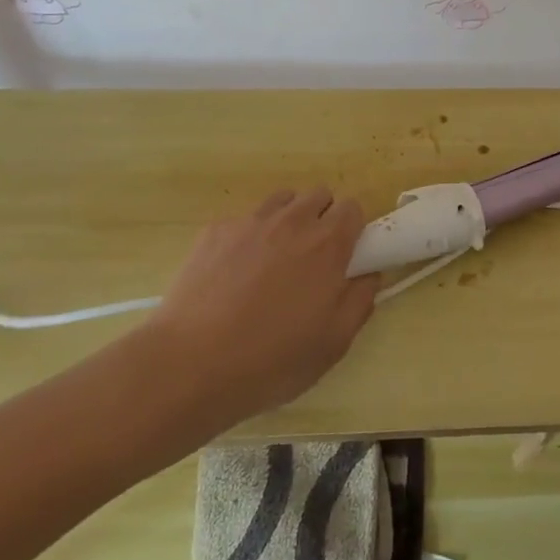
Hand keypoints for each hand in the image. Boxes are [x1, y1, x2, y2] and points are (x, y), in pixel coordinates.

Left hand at [138, 187, 380, 432]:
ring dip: (287, 220)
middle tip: (312, 259)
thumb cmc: (272, 359)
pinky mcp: (215, 230)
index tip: (345, 256)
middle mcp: (292, 220)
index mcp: (327, 243)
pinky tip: (233, 274)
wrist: (190, 364)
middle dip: (322, 218)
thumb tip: (369, 275)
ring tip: (274, 260)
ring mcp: (250, 222)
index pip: (353, 207)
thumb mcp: (333, 343)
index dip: (352, 229)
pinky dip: (247, 238)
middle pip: (319, 195)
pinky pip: (242, 221)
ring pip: (281, 201)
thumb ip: (360, 301)